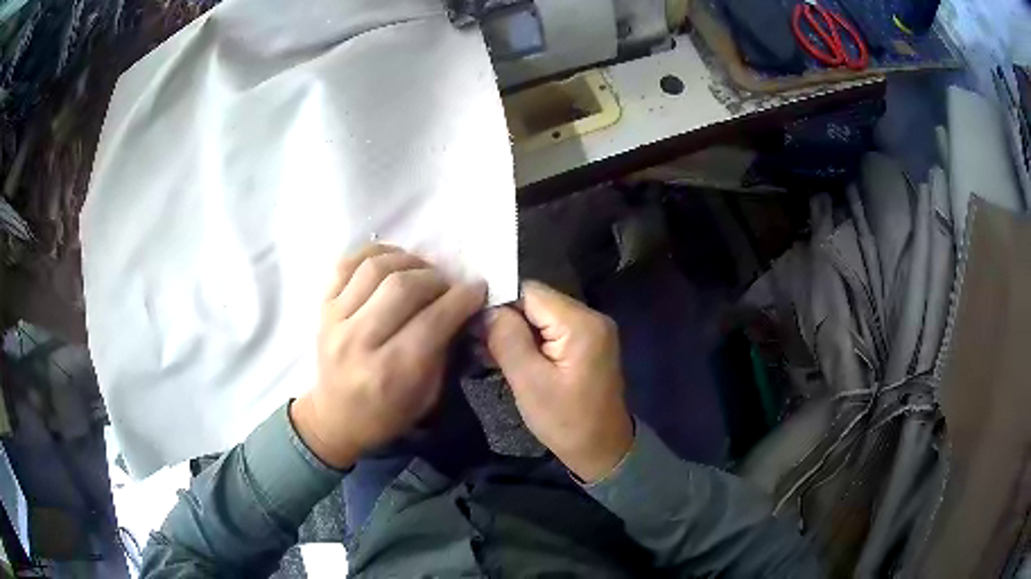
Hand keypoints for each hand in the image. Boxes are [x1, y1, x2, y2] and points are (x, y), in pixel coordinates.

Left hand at [291, 244, 485, 468]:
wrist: (334, 418)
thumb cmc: (387, 414)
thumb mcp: (427, 396)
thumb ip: (444, 349)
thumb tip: (463, 307)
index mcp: (390, 372)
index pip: (432, 321)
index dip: (462, 298)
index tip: (477, 289)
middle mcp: (358, 342)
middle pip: (403, 287)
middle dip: (436, 278)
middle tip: (448, 285)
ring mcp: (335, 321)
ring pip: (375, 268)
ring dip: (408, 261)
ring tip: (421, 271)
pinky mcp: (322, 307)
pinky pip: (346, 263)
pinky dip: (374, 254)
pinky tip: (392, 262)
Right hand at [486, 281, 632, 482]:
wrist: (602, 450)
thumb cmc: (566, 422)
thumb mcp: (530, 383)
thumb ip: (507, 339)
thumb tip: (487, 309)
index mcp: (581, 323)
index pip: (529, 292)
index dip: (498, 302)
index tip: (470, 320)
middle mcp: (590, 317)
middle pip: (535, 302)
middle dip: (503, 318)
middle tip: (473, 339)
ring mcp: (590, 330)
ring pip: (540, 316)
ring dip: (513, 331)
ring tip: (483, 350)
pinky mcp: (585, 343)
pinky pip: (550, 331)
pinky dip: (528, 341)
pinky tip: (504, 355)